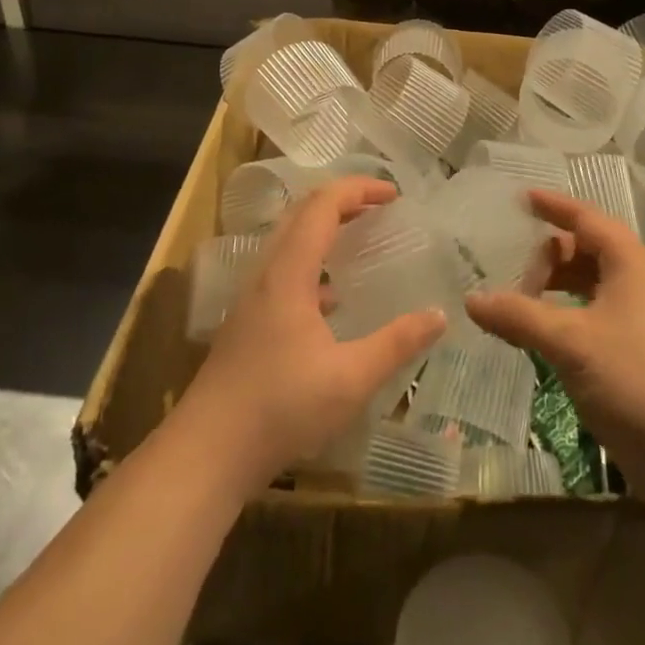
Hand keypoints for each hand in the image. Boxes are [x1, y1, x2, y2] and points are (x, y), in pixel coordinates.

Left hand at [179, 176, 445, 494]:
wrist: (205, 454)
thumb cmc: (279, 409)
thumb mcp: (350, 379)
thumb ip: (397, 344)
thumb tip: (439, 315)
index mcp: (289, 272)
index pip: (323, 204)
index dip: (359, 190)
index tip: (395, 194)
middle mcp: (267, 273)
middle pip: (302, 213)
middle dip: (343, 200)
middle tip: (380, 206)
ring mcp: (252, 298)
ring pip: (289, 241)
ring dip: (325, 228)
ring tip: (360, 238)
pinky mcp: (247, 322)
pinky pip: (283, 270)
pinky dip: (312, 263)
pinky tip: (332, 300)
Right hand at [464, 189, 644, 501]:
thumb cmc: (632, 379)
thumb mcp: (569, 342)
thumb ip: (518, 316)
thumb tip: (470, 299)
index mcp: (628, 263)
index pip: (586, 218)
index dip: (554, 205)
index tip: (521, 197)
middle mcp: (634, 281)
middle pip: (584, 249)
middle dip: (547, 255)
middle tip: (510, 272)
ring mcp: (635, 317)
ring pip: (586, 283)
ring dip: (553, 286)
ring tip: (517, 300)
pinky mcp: (630, 349)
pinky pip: (588, 312)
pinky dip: (561, 312)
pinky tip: (537, 331)